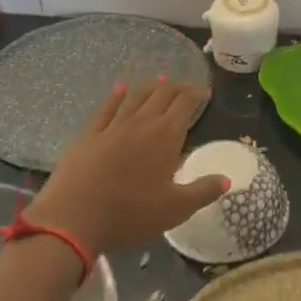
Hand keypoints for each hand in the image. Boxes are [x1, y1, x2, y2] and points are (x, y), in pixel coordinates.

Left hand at [26, 79, 225, 257]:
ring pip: (136, 97)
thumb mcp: (175, 209)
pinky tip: (120, 88)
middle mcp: (141, 123)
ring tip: (160, 81)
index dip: (196, 94)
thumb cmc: (131, 213)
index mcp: (166, 136)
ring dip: (150, 87)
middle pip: (162, 95)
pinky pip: (106, 108)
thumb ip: (203, 191)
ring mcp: (113, 126)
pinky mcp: (89, 134)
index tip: (205, 93)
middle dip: (177, 88)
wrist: (74, 218)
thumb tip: (226, 178)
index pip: (185, 103)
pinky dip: (116, 95)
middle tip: (186, 88)